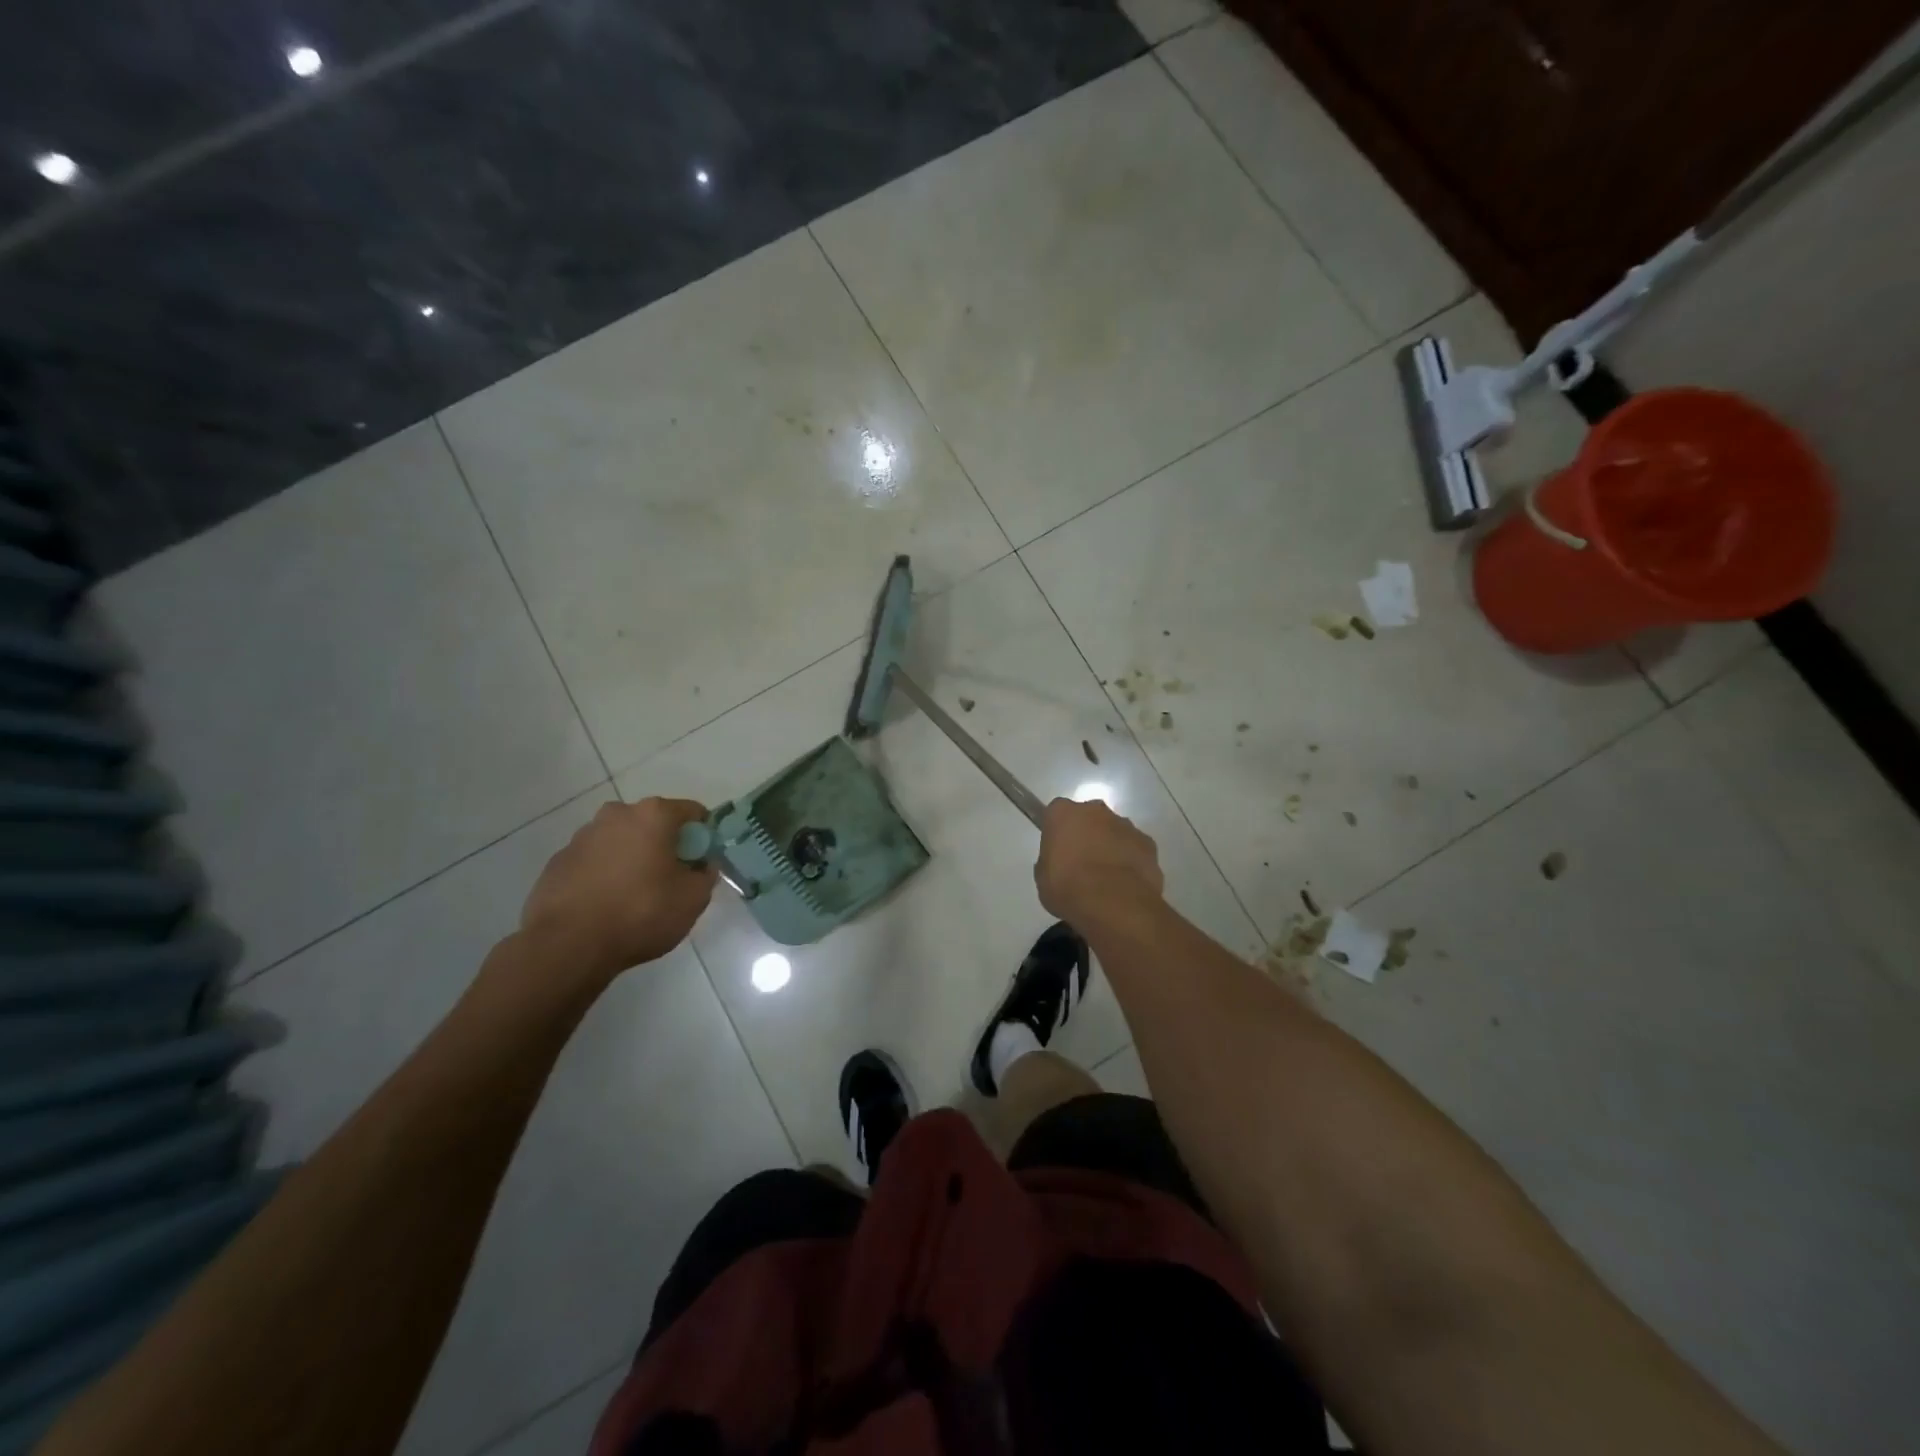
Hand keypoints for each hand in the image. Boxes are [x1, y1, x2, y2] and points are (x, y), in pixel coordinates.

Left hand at [519, 797, 716, 985]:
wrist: (567, 945)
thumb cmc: (641, 913)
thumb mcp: (693, 899)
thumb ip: (705, 875)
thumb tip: (701, 866)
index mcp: (653, 815)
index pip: (692, 812)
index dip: (702, 836)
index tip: (701, 862)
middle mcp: (616, 814)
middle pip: (652, 823)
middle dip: (664, 845)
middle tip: (669, 880)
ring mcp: (582, 837)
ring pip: (620, 841)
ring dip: (632, 859)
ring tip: (633, 897)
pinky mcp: (557, 862)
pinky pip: (593, 862)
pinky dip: (604, 875)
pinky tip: (605, 905)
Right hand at [1035, 797, 1163, 925]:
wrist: (1114, 903)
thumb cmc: (1068, 887)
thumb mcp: (1043, 878)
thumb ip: (1051, 862)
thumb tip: (1060, 864)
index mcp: (1063, 813)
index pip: (1057, 813)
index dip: (1058, 831)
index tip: (1057, 850)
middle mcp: (1095, 811)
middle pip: (1089, 817)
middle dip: (1087, 833)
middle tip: (1082, 862)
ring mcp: (1125, 825)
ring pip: (1114, 831)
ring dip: (1110, 846)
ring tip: (1106, 877)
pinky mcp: (1148, 843)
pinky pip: (1135, 848)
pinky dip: (1131, 860)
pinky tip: (1126, 883)